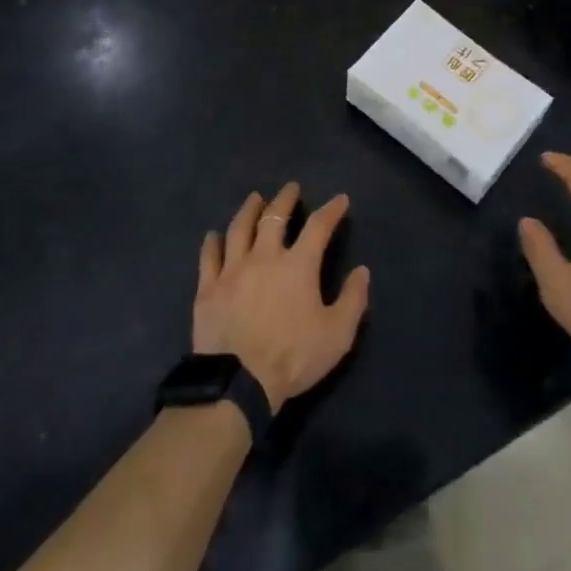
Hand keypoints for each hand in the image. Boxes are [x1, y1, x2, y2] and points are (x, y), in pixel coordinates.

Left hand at [194, 183, 370, 412]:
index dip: (331, 210)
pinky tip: (213, 235)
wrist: (238, 383)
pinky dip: (212, 243)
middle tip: (291, 188)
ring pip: (239, 229)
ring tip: (254, 199)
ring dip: (249, 210)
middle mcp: (264, 257)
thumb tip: (362, 271)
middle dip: (285, 199)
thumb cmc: (293, 357)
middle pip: (274, 217)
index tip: (340, 200)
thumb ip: (353, 300)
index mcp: (298, 265)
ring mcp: (232, 270)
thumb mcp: (337, 334)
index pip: (318, 226)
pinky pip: (208, 257)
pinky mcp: (208, 288)